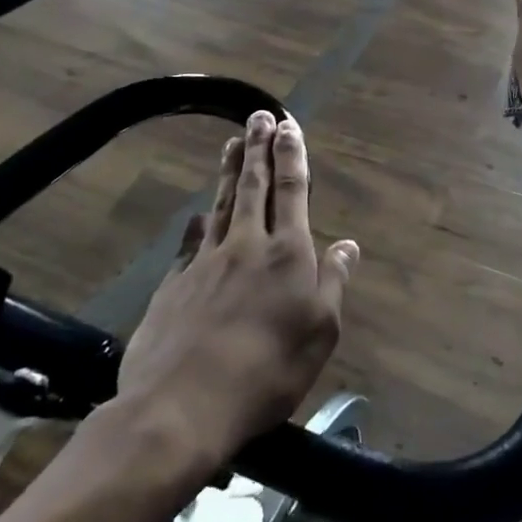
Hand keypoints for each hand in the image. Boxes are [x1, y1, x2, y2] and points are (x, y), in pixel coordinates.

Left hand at [113, 111, 354, 466]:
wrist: (182, 406)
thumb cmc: (267, 372)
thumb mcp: (320, 332)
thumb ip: (333, 282)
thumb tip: (348, 245)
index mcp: (287, 254)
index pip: (292, 191)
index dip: (292, 156)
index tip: (289, 126)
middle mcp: (246, 245)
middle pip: (254, 187)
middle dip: (258, 148)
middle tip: (259, 116)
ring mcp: (205, 262)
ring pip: (221, 205)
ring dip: (229, 171)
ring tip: (232, 143)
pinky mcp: (173, 284)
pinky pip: (190, 241)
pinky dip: (198, 221)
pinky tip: (198, 212)